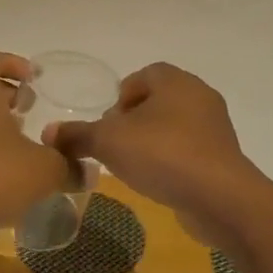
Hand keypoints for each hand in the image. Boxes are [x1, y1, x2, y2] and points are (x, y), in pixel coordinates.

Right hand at [47, 63, 266, 244]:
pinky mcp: (223, 157)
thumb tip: (49, 133)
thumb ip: (77, 135)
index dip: (122, 96)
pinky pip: (190, 150)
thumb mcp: (109, 142)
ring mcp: (216, 127)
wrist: (220, 197)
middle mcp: (200, 96)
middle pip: (159, 100)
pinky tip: (159, 181)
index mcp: (176, 81)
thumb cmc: (163, 155)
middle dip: (134, 121)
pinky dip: (172, 160)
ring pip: (175, 126)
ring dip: (153, 142)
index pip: (144, 75)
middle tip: (116, 145)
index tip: (109, 123)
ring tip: (134, 167)